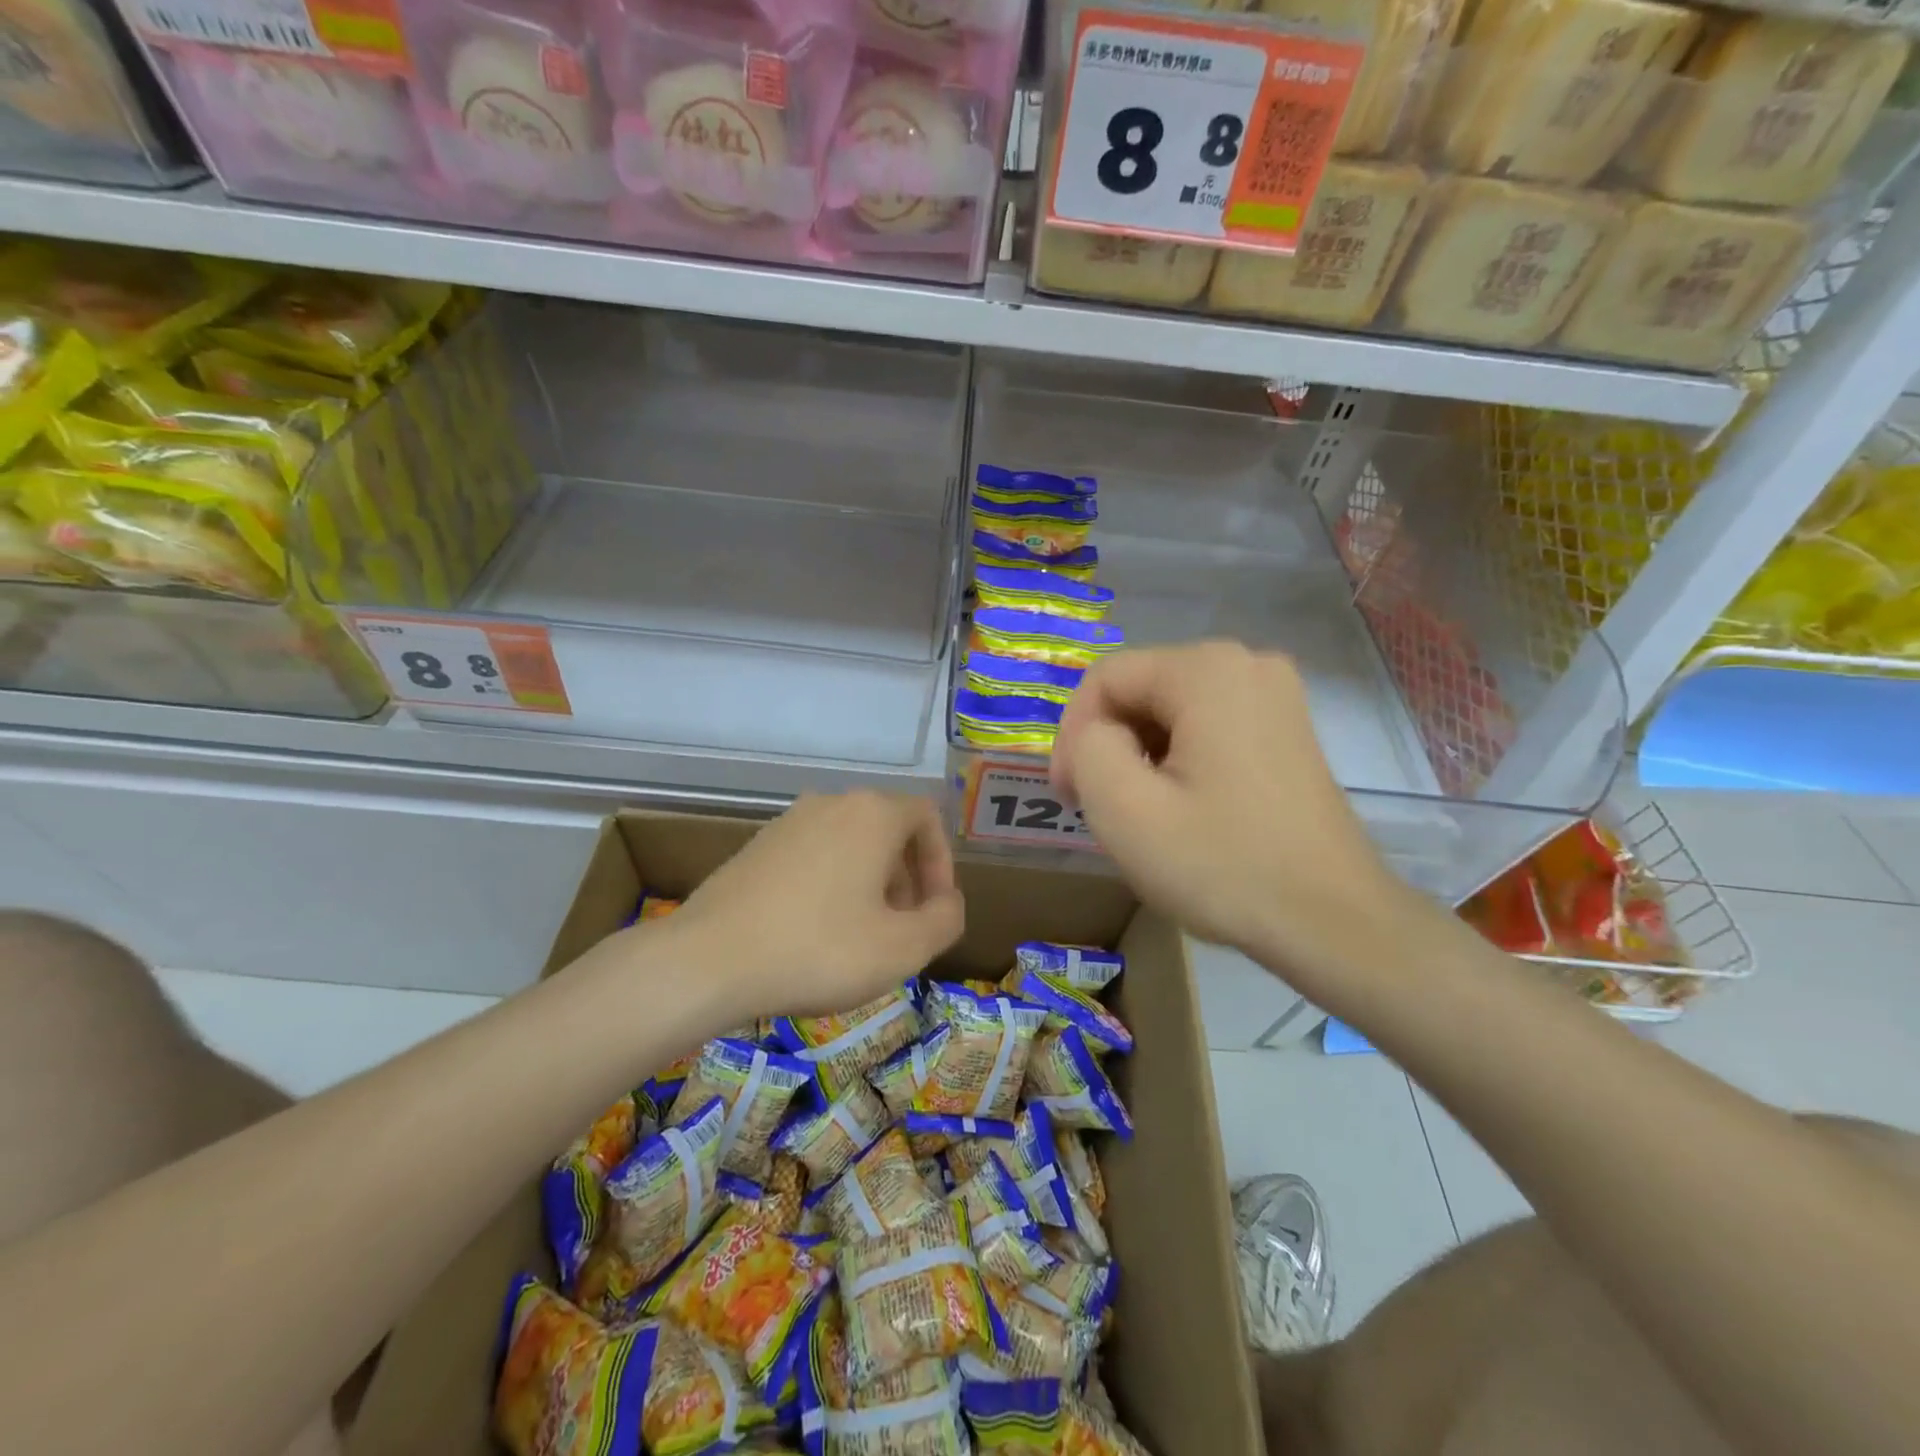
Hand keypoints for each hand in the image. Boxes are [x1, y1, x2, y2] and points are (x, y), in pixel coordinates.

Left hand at [671, 792, 964, 1019]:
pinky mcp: (757, 846)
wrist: (708, 960)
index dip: (942, 863)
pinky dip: (831, 884)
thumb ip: (945, 920)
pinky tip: (815, 932)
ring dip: (870, 883)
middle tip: (902, 928)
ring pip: (850, 844)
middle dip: (907, 878)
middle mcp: (831, 803)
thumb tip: (947, 902)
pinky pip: (814, 856)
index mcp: (872, 814)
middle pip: (888, 830)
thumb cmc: (819, 950)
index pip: (927, 817)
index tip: (934, 910)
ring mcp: (788, 821)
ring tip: (861, 935)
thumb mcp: (903, 948)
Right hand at [1051, 642, 1417, 986]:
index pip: (1105, 679)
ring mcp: (1276, 696)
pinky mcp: (1288, 730)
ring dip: (1141, 757)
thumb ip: (1086, 747)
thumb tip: (1100, 736)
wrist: (1333, 922)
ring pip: (1170, 712)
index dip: (1072, 734)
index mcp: (1207, 669)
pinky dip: (1179, 761)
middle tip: (1101, 809)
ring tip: (1142, 815)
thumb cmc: (1222, 864)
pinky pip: (1207, 727)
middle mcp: (1247, 663)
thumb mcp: (1123, 808)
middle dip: (1109, 746)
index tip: (1069, 797)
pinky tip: (1183, 809)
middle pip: (1140, 690)